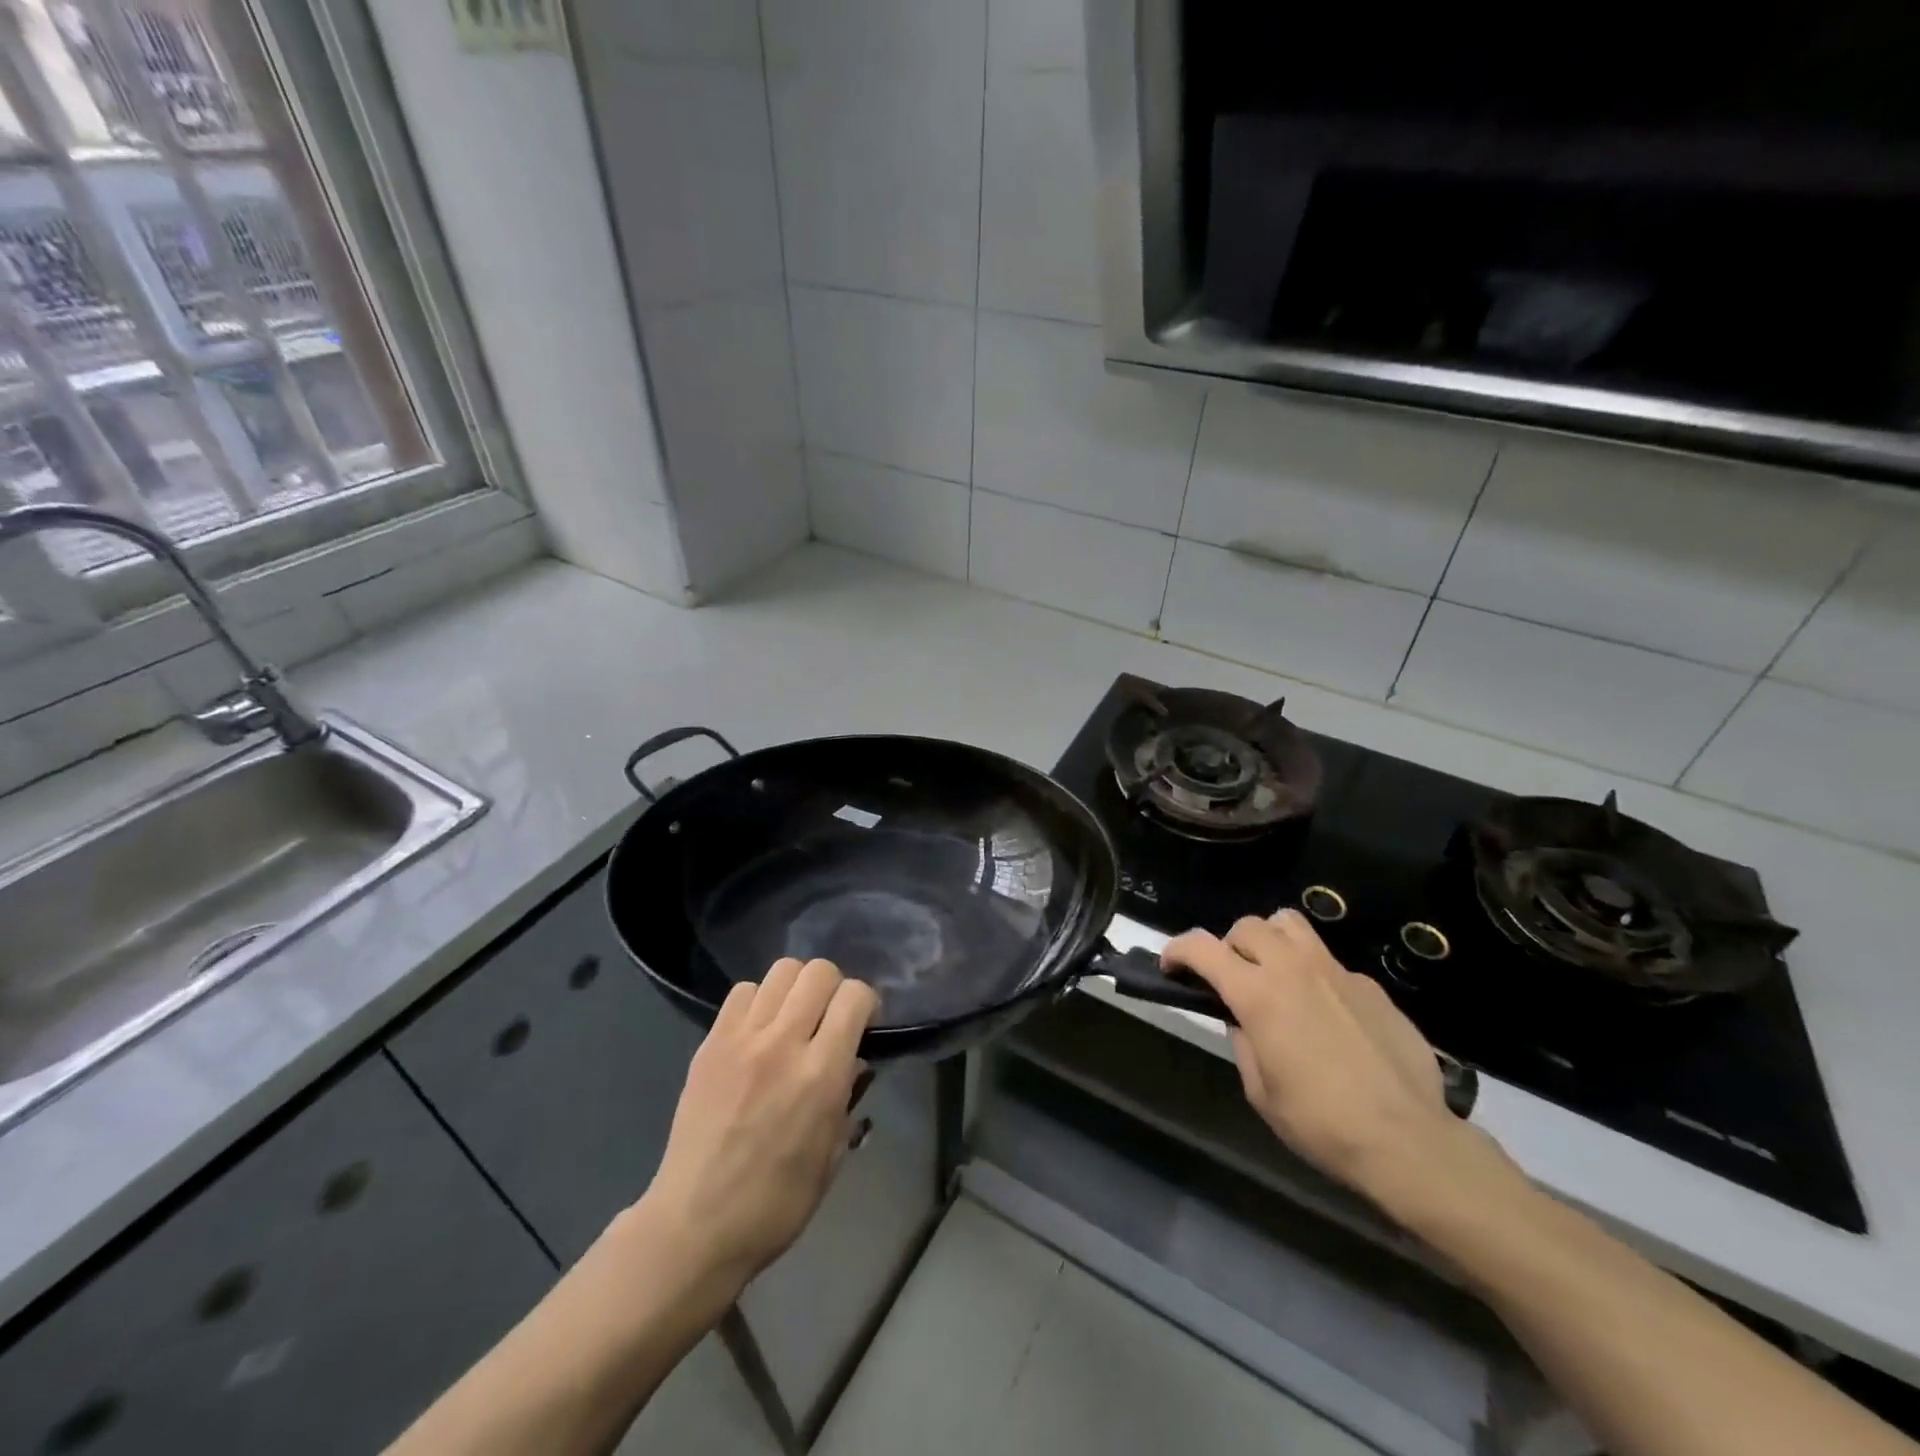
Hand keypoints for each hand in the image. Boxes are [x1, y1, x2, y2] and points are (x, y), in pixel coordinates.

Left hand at [637, 958, 877, 1291]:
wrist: (695, 1226)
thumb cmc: (775, 1204)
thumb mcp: (832, 1155)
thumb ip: (848, 1098)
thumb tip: (853, 1061)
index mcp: (821, 1074)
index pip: (854, 996)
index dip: (866, 1002)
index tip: (863, 1024)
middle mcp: (783, 1043)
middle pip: (819, 971)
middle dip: (834, 987)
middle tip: (829, 1018)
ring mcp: (742, 1039)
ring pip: (781, 971)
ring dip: (797, 988)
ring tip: (793, 1018)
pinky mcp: (711, 1043)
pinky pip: (742, 992)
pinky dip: (759, 1000)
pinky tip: (758, 1030)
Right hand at [1163, 910, 1496, 1207]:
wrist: (1408, 1141)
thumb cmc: (1321, 1123)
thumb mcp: (1260, 1090)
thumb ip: (1243, 1039)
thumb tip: (1241, 1016)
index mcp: (1258, 994)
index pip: (1202, 947)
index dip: (1177, 950)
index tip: (1171, 966)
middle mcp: (1293, 969)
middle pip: (1247, 926)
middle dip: (1228, 946)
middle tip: (1230, 979)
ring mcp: (1336, 972)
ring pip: (1289, 924)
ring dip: (1270, 941)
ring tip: (1274, 974)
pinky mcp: (1370, 985)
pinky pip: (1329, 961)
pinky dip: (1313, 974)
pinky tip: (1327, 1015)